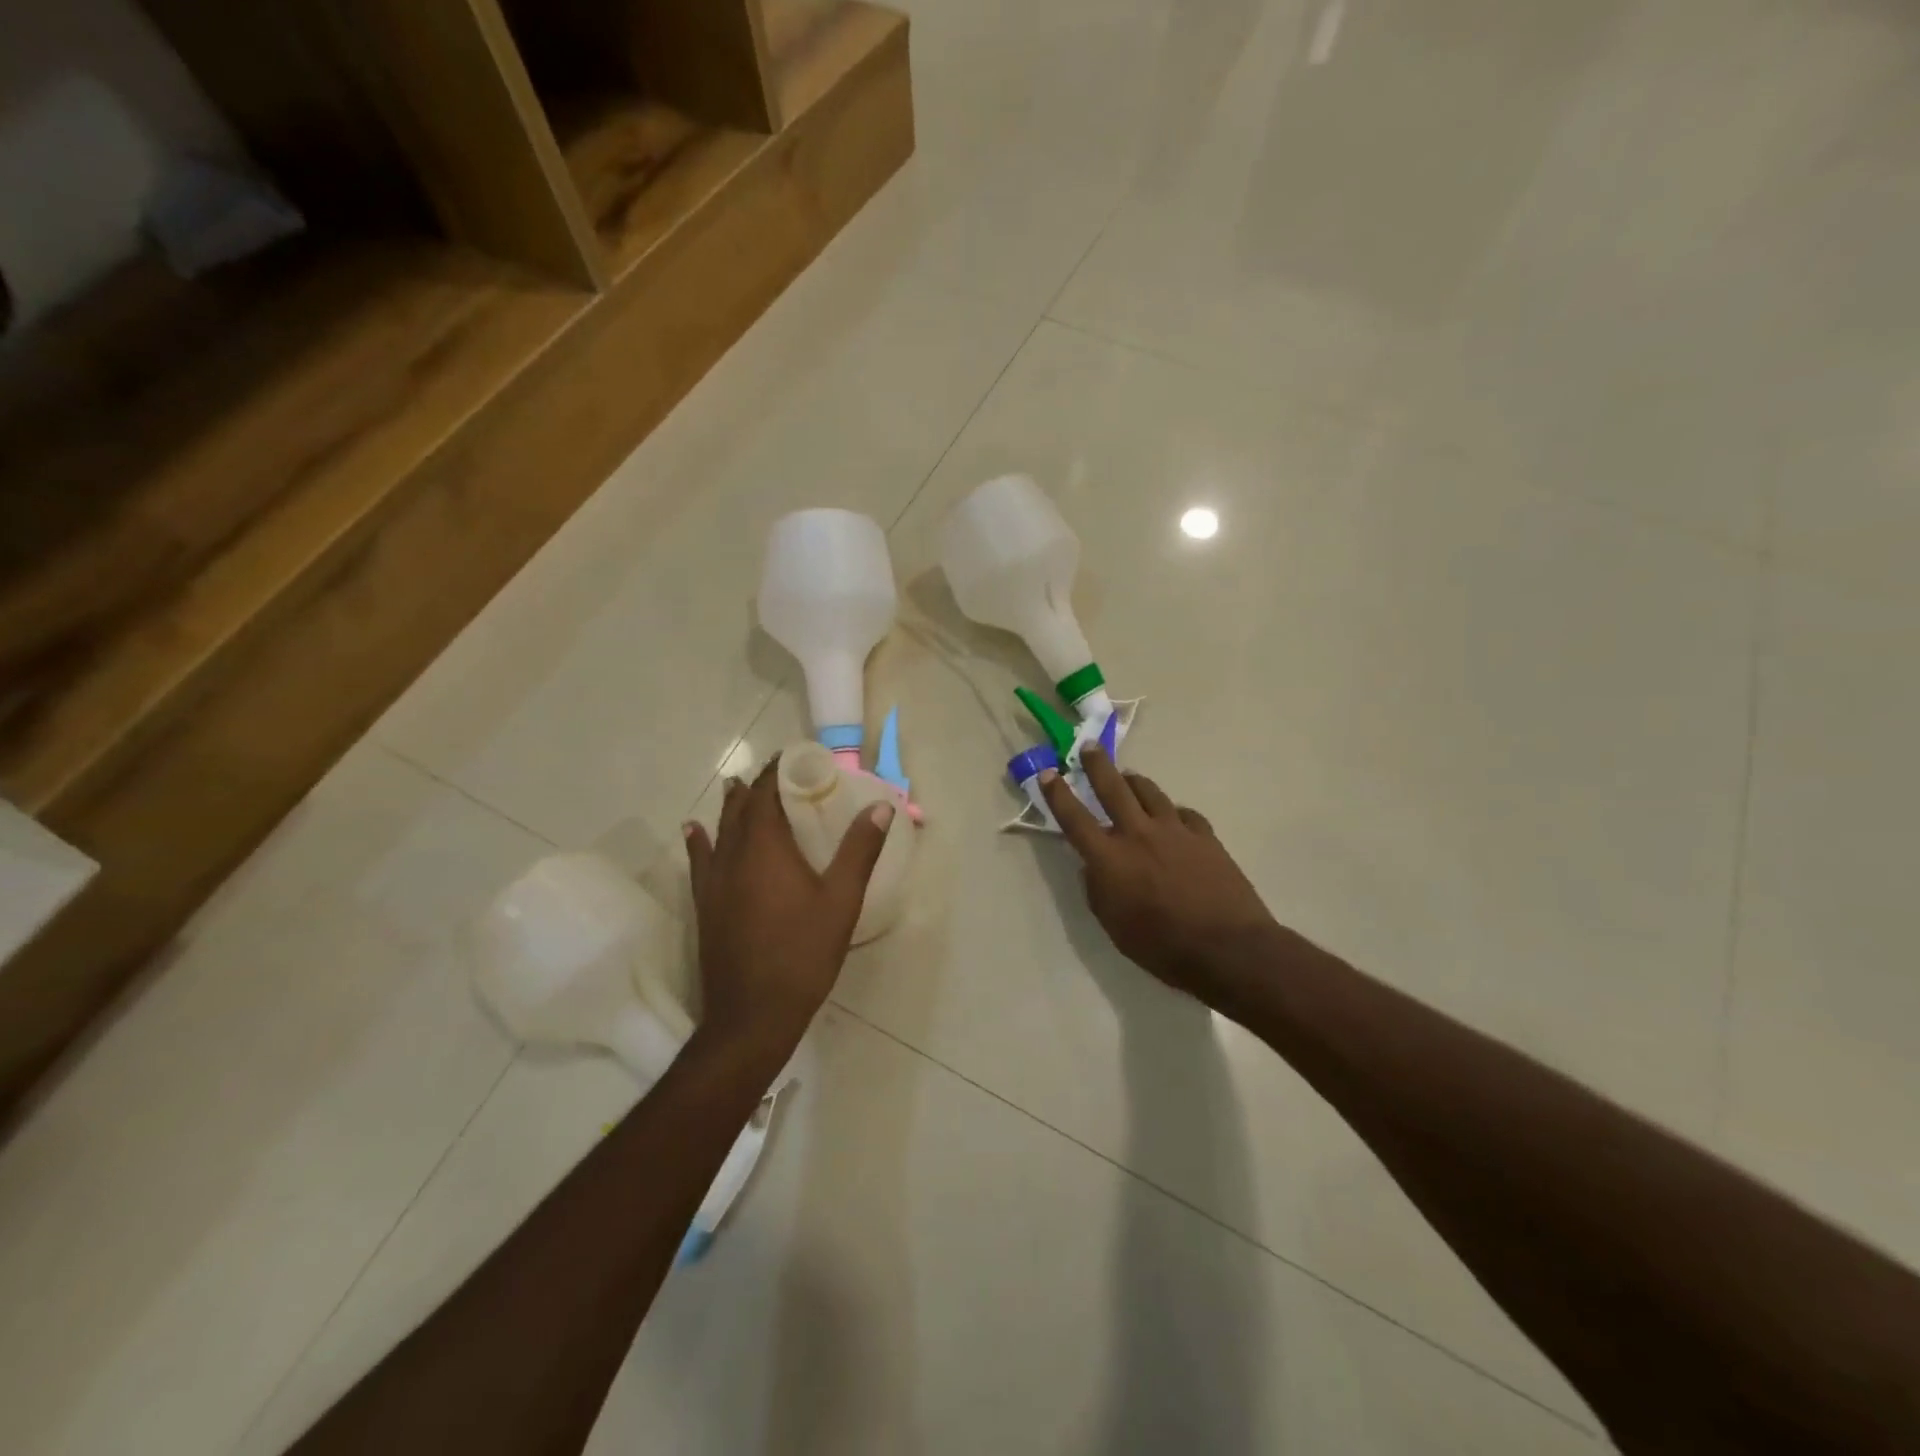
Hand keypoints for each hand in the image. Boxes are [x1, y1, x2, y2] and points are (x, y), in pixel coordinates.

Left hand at [685, 756, 892, 1055]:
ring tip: (736, 786)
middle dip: (758, 785)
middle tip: (778, 772)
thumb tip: (881, 807)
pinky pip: (700, 860)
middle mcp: (734, 855)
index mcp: (767, 847)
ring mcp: (715, 881)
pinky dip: (699, 840)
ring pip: (720, 830)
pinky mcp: (706, 904)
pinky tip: (694, 831)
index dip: (778, 770)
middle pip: (741, 808)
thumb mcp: (842, 900)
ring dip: (731, 806)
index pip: (767, 792)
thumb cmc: (803, 953)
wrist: (752, 1014)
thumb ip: (860, 850)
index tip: (795, 756)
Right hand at [1041, 745, 1278, 1013]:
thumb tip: (1093, 868)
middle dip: (1097, 765)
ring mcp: (1176, 831)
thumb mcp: (1115, 928)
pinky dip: (1172, 812)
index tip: (1048, 773)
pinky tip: (1173, 817)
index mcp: (1110, 859)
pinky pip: (1184, 813)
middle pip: (1113, 788)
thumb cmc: (1163, 947)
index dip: (1058, 794)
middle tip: (1090, 747)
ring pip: (1150, 792)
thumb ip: (1098, 892)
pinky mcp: (1205, 837)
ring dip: (1134, 781)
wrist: (1229, 948)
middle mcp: (1139, 834)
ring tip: (1128, 776)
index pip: (1075, 819)